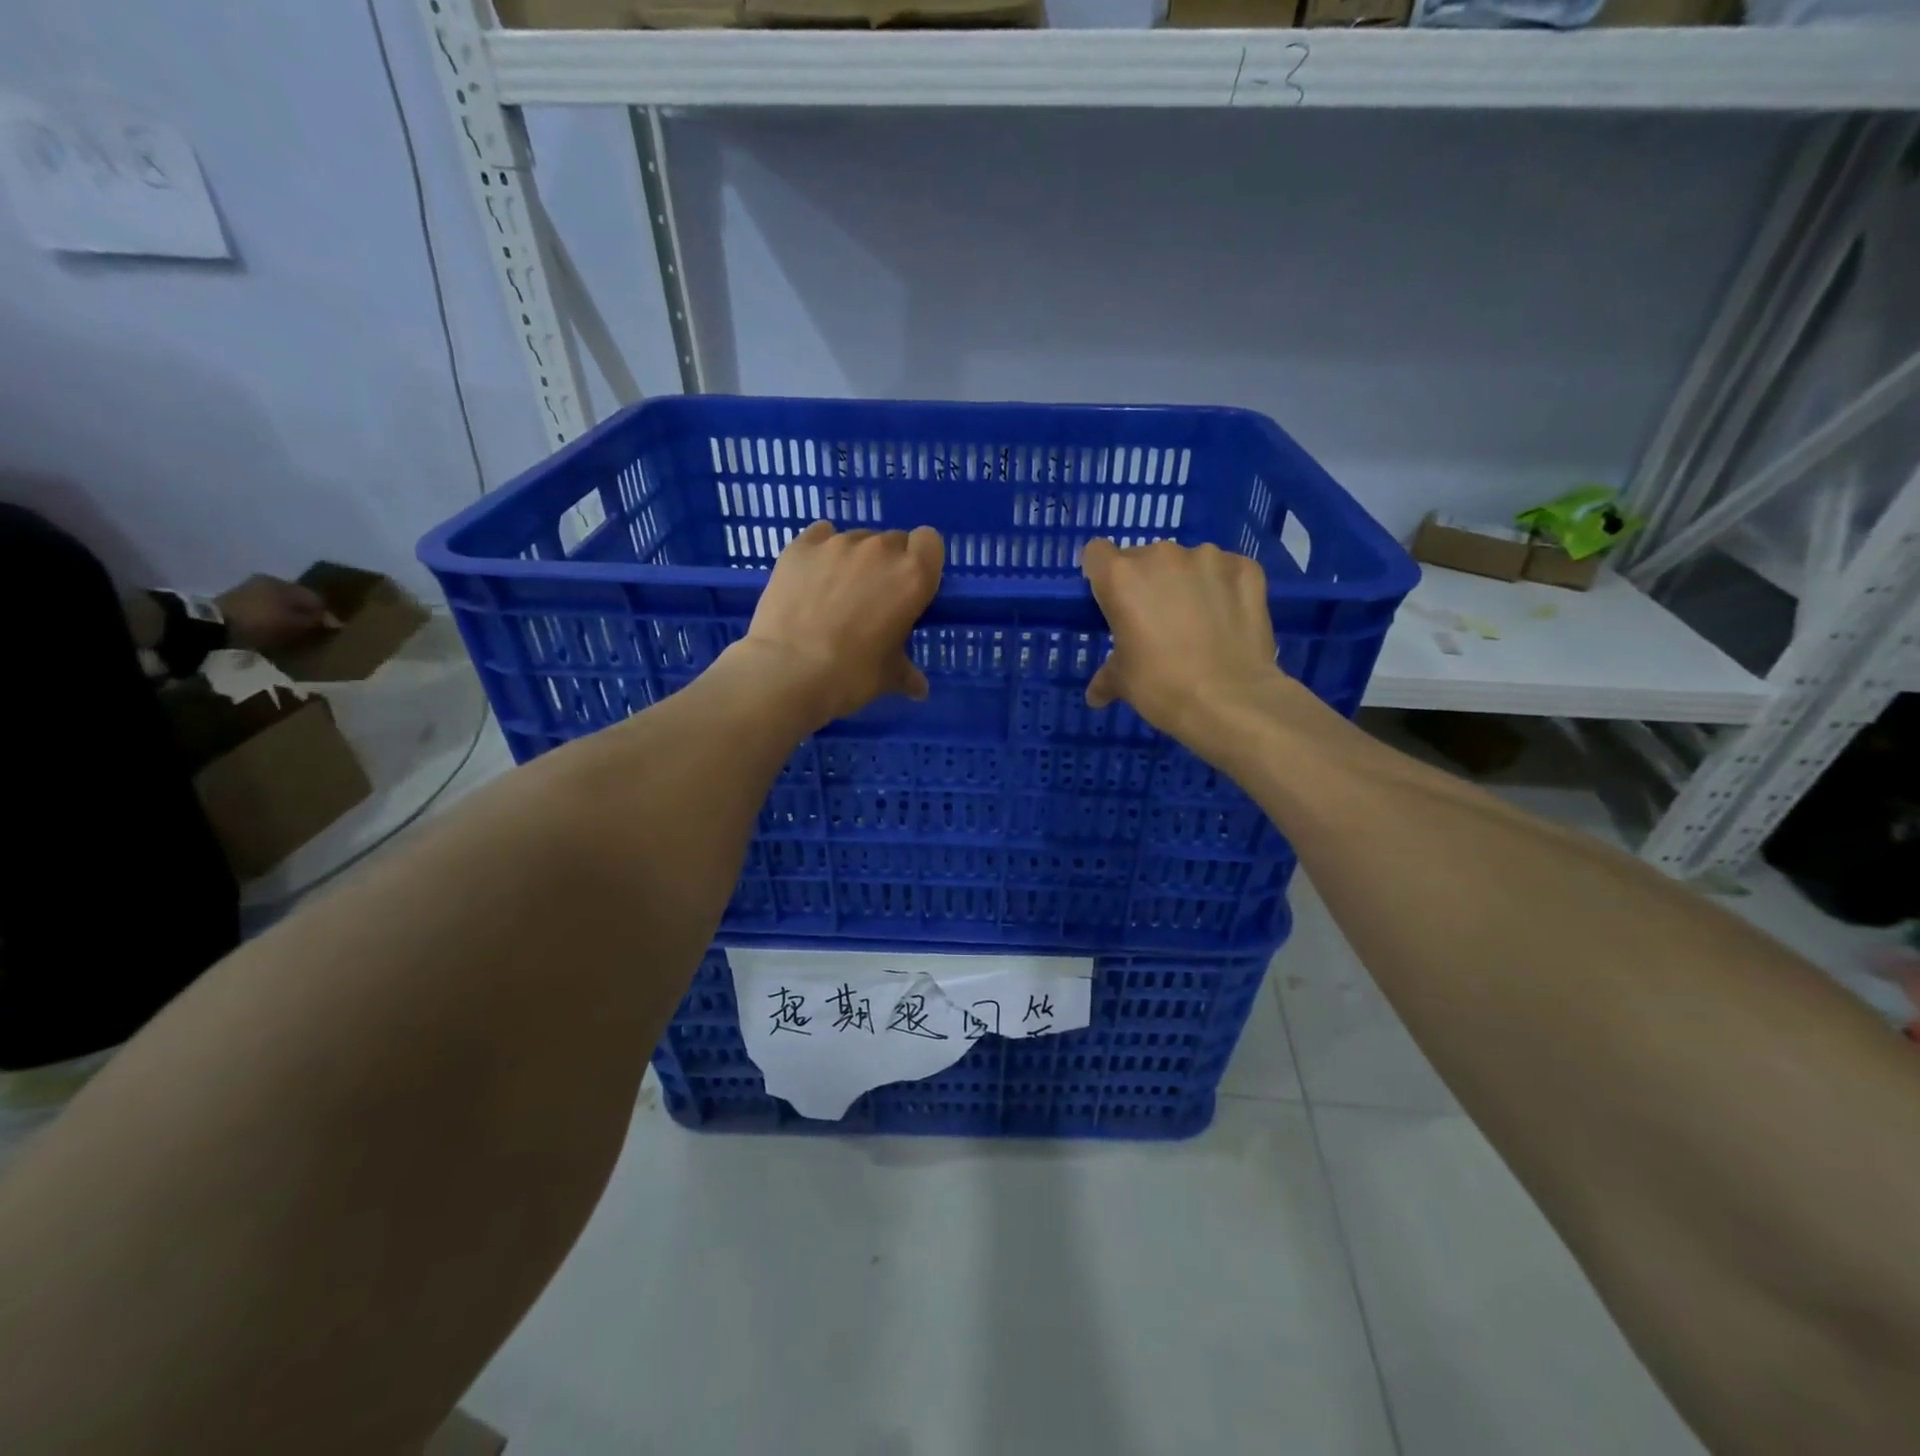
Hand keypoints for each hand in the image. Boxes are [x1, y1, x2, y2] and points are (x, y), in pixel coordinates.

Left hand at [218, 575, 339, 653]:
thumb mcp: (294, 623)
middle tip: (312, 630)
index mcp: (285, 583)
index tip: (330, 630)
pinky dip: (272, 617)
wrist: (212, 625)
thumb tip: (335, 622)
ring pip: (279, 603)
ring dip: (288, 615)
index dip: (326, 614)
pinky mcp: (235, 600)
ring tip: (293, 631)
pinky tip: (274, 628)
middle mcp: (269, 581)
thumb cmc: (261, 622)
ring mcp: (249, 589)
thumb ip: (316, 621)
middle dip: (306, 613)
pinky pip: (264, 608)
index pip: (316, 598)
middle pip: (296, 599)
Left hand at [735, 521, 943, 726]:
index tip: (911, 586)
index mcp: (912, 576)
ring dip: (854, 559)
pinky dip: (821, 551)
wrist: (788, 671)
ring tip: (836, 593)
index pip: (930, 542)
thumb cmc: (852, 675)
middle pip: (893, 541)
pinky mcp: (800, 546)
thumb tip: (919, 689)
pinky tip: (812, 577)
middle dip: (887, 564)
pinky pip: (820, 535)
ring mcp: (837, 543)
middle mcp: (879, 550)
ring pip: (856, 539)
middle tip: (873, 598)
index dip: (922, 561)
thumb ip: (908, 674)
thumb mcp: (889, 677)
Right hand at [1081, 538, 1282, 741]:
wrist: (1230, 700)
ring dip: (1188, 583)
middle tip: (1156, 621)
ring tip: (1199, 622)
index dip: (1102, 576)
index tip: (1111, 600)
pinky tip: (1228, 619)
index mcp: (1121, 577)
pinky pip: (1227, 571)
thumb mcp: (1122, 682)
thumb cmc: (1160, 686)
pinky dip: (1225, 588)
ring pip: (1189, 562)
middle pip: (1145, 558)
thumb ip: (1106, 676)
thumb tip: (1096, 695)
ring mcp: (1208, 558)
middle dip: (1147, 583)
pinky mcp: (1246, 568)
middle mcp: (1162, 556)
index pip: (1097, 554)